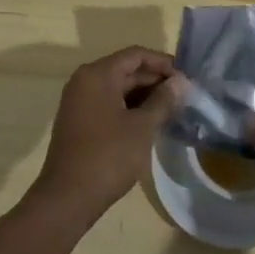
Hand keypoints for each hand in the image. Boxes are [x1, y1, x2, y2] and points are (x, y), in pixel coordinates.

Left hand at [29, 46, 184, 222]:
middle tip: (184, 95)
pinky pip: (109, 104)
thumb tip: (181, 82)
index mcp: (97, 74)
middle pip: (126, 70)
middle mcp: (85, 81)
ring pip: (118, 88)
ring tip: (173, 109)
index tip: (186, 78)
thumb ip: (163, 100)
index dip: (163, 63)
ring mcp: (80, 102)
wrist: (68, 198)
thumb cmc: (107, 156)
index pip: (135, 55)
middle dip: (155, 81)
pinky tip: (151, 122)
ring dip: (145, 96)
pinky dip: (130, 109)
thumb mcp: (142, 127)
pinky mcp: (80, 122)